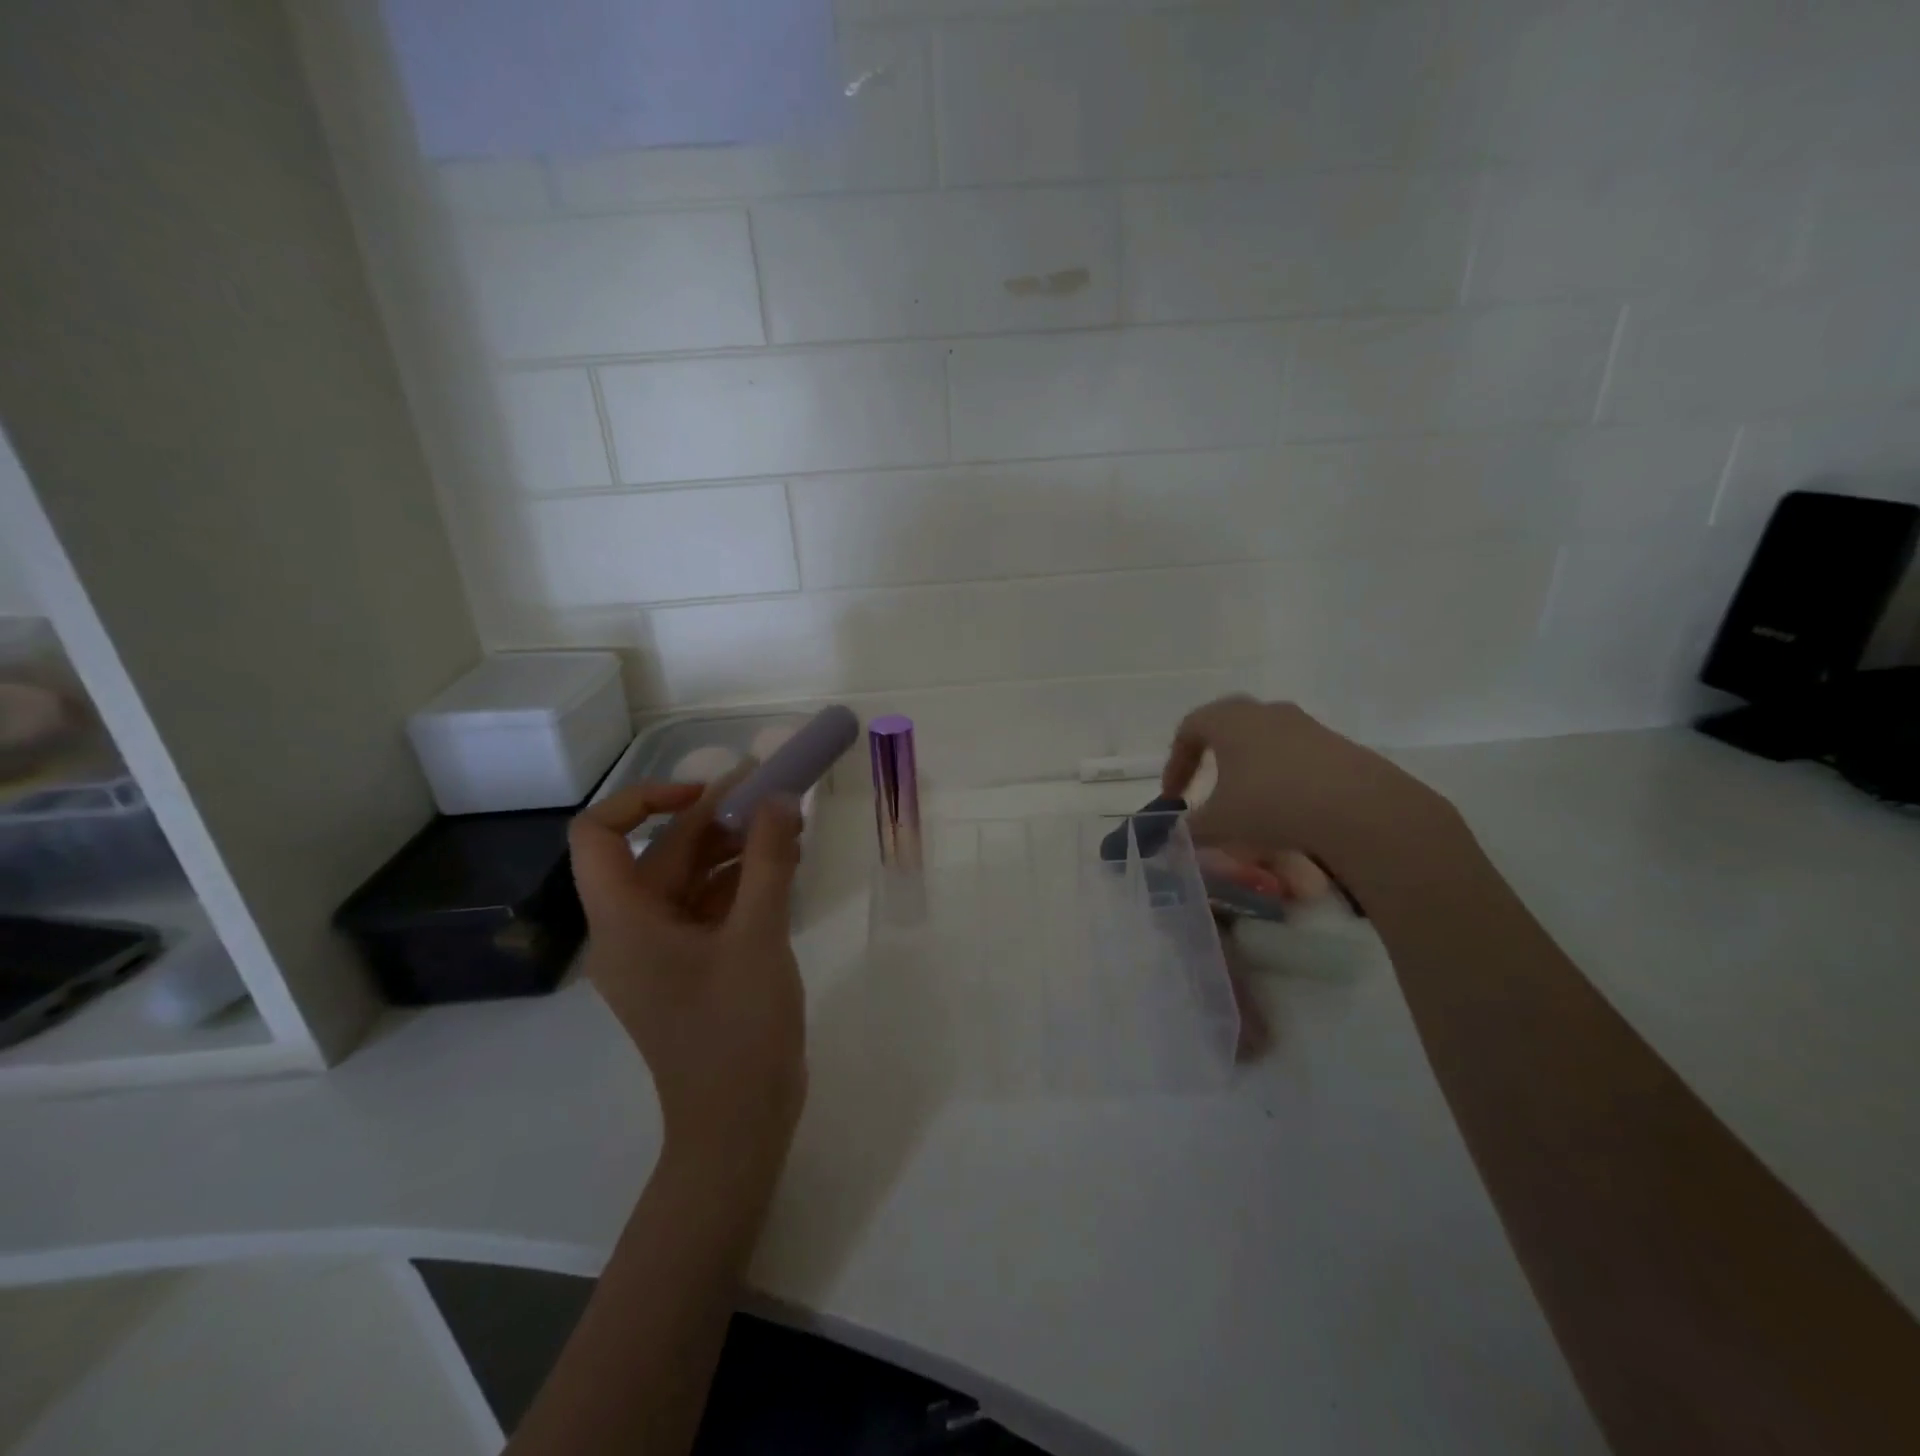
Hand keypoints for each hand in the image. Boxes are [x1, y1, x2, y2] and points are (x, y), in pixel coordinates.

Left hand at [570, 780, 807, 1174]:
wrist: (739, 1125)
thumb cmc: (737, 1031)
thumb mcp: (758, 937)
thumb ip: (768, 861)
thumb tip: (777, 799)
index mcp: (625, 921)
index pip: (601, 835)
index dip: (646, 799)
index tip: (709, 793)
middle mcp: (633, 930)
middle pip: (662, 853)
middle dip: (716, 819)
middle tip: (773, 794)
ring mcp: (663, 951)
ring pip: (692, 878)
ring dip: (737, 849)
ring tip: (790, 827)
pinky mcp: (692, 967)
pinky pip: (710, 907)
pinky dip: (744, 882)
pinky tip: (786, 867)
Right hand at [1163, 696, 1451, 865]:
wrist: (1358, 809)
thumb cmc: (1271, 804)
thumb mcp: (1219, 823)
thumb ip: (1189, 829)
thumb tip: (1175, 835)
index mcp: (1229, 720)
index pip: (1188, 729)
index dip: (1176, 763)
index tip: (1174, 797)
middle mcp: (1265, 712)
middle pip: (1227, 724)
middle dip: (1211, 755)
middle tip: (1205, 785)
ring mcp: (1305, 725)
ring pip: (1264, 738)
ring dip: (1248, 765)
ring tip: (1247, 801)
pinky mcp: (1337, 745)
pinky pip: (1296, 755)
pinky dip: (1281, 776)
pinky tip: (1287, 809)